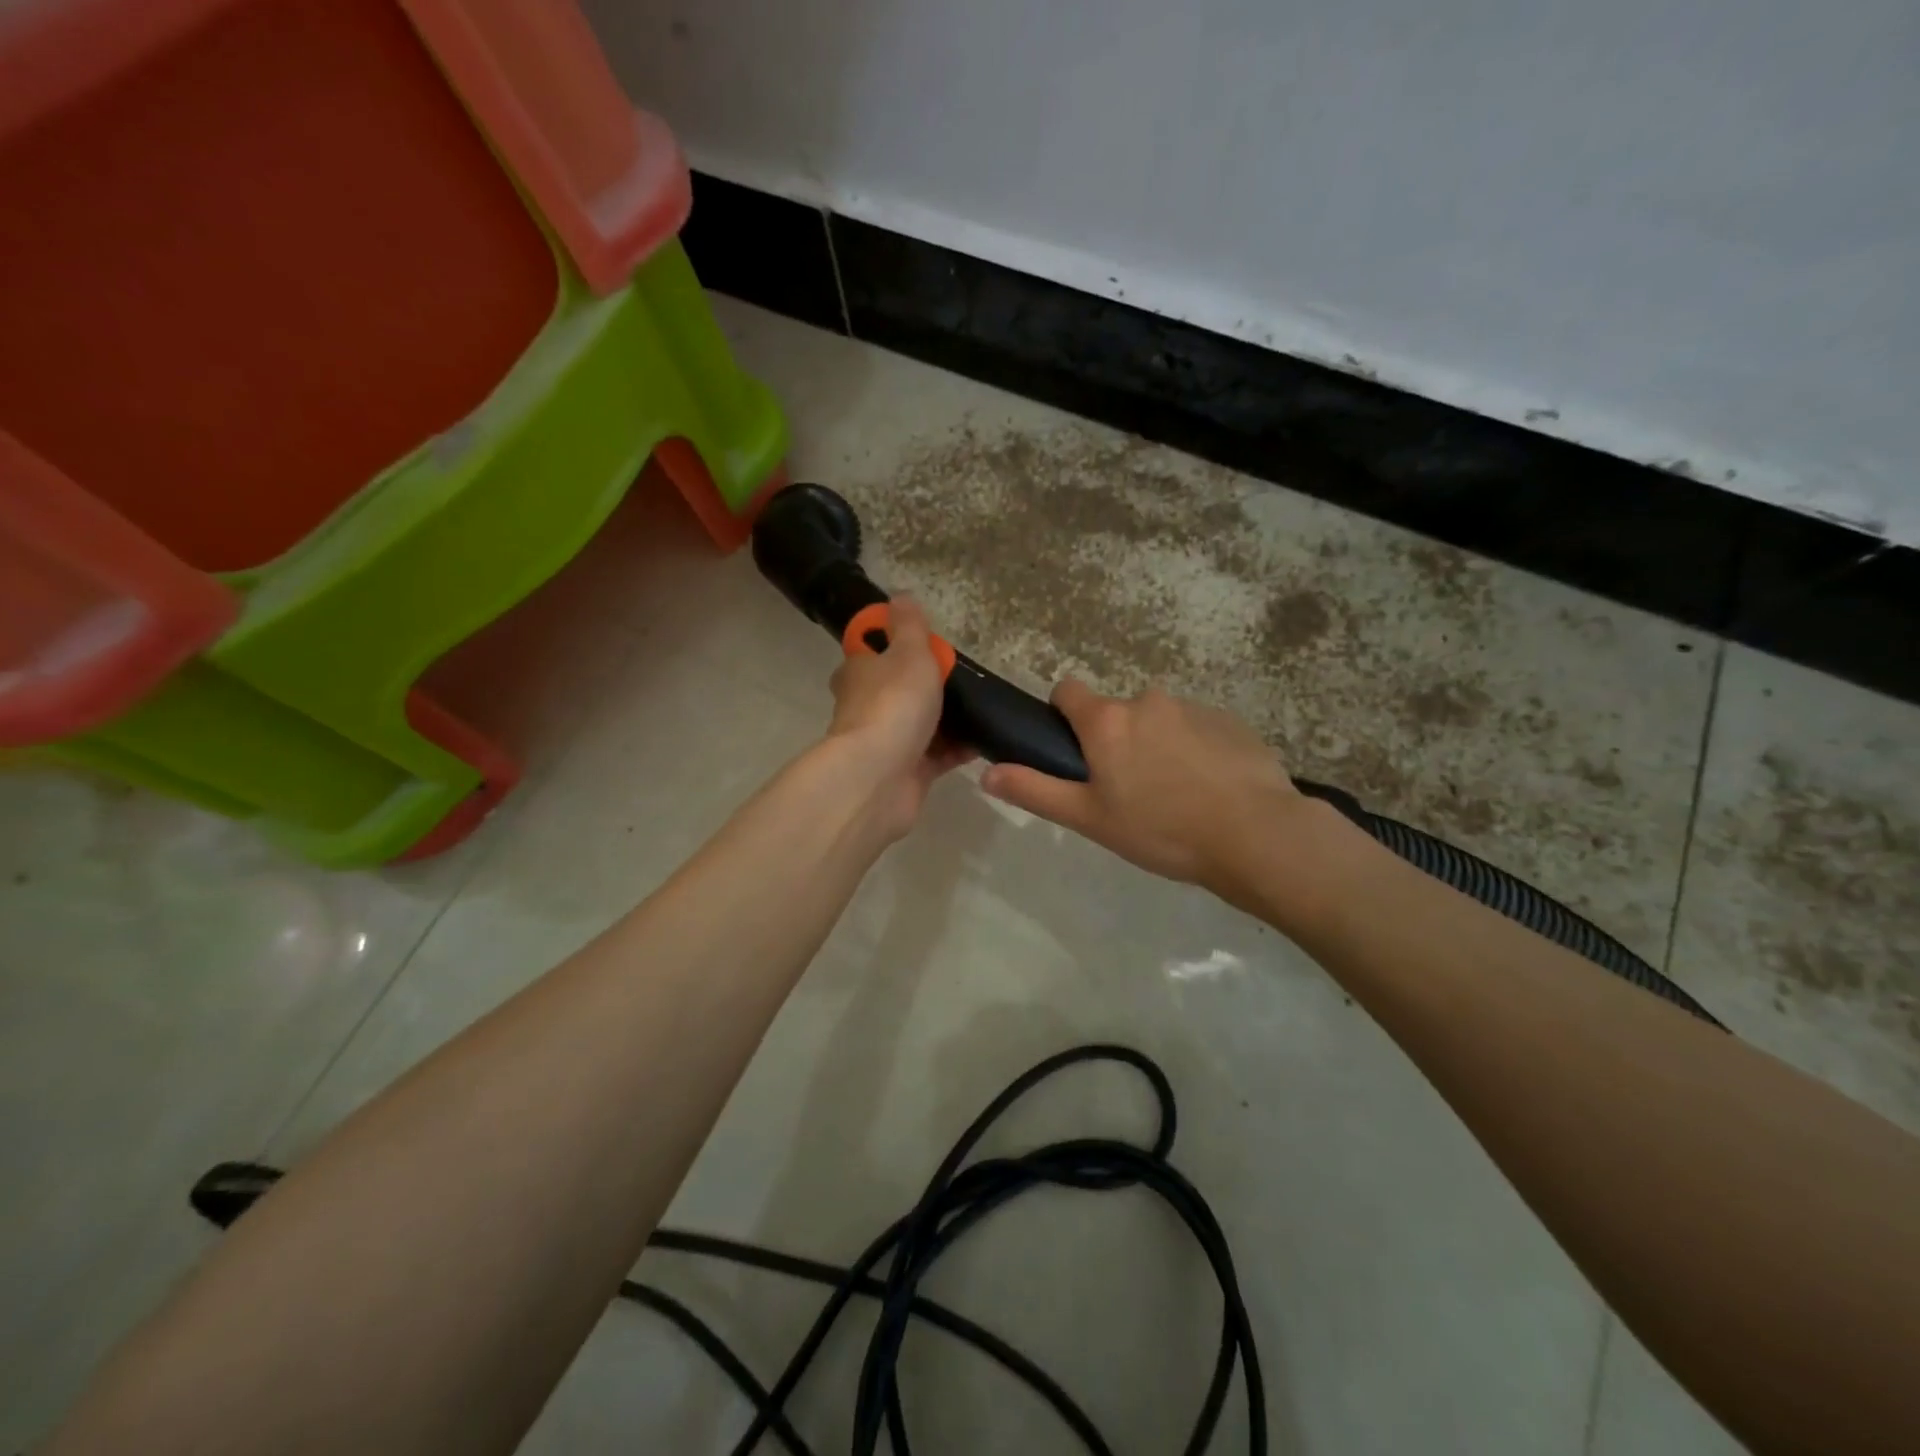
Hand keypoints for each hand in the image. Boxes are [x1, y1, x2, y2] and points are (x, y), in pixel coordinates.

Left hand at [821, 596, 972, 837]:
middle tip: (962, 677)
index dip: (892, 643)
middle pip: (896, 688)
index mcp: (859, 672)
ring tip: (982, 707)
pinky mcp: (906, 773)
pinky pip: (937, 756)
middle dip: (924, 684)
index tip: (924, 642)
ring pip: (918, 724)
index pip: (869, 650)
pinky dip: (958, 749)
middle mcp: (866, 706)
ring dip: (945, 719)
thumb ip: (909, 626)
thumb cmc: (894, 703)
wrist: (880, 777)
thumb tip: (899, 595)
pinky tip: (985, 740)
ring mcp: (886, 742)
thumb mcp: (909, 652)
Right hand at [980, 680, 1308, 891]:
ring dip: (1156, 745)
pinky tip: (1208, 790)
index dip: (1063, 714)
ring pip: (1158, 720)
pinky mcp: (1230, 721)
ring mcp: (1193, 707)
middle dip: (1115, 740)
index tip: (1074, 749)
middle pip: (1116, 712)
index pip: (1068, 690)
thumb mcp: (1088, 818)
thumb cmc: (1160, 829)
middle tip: (1128, 790)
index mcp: (1107, 721)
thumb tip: (987, 773)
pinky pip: (1197, 728)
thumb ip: (1035, 791)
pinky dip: (1194, 750)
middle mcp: (1147, 700)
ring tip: (1174, 795)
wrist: (1255, 834)